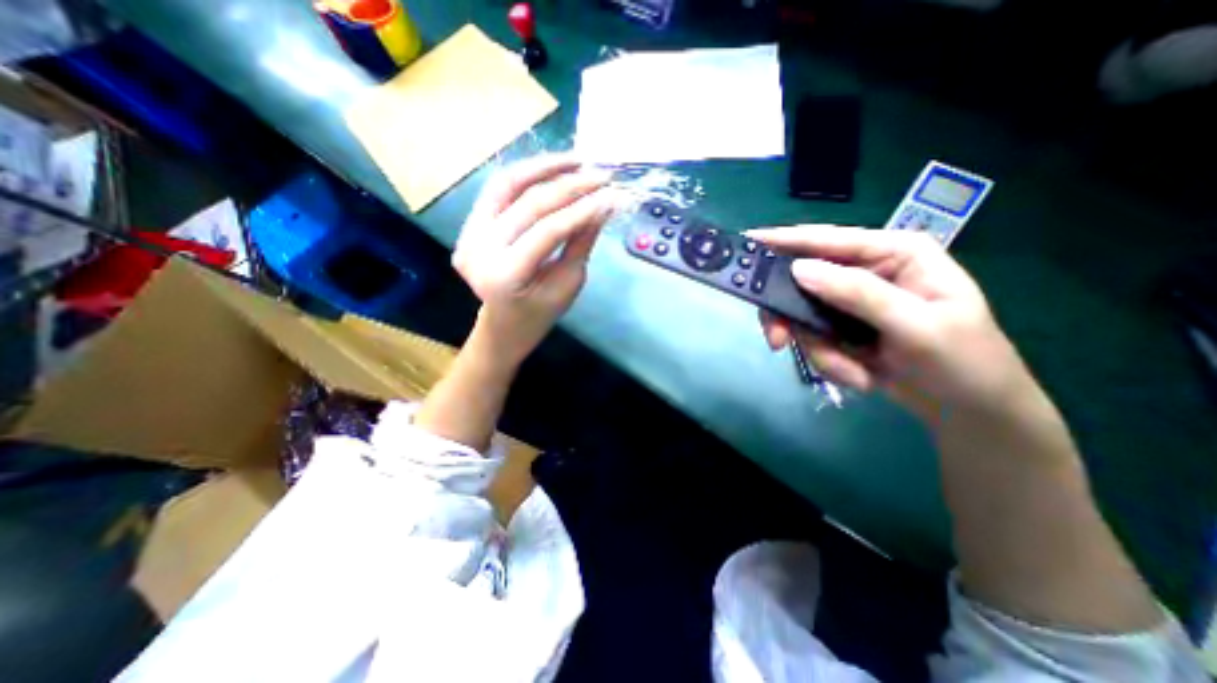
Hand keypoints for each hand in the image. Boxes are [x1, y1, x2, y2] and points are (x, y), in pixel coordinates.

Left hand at [455, 156, 619, 367]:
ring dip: (544, 167)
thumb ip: (581, 242)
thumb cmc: (540, 314)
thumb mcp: (568, 284)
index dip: (582, 209)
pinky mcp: (468, 225)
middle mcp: (479, 250)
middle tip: (602, 175)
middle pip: (529, 204)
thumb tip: (604, 204)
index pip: (548, 230)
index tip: (611, 194)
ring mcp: (468, 234)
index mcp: (505, 276)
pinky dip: (525, 174)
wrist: (503, 325)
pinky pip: (498, 189)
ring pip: (507, 185)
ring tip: (577, 160)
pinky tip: (551, 168)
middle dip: (570, 185)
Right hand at [753, 228, 1036, 420]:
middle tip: (777, 341)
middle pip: (804, 281)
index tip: (749, 241)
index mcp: (894, 254)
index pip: (830, 240)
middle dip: (791, 316)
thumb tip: (799, 270)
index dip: (786, 240)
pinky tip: (860, 376)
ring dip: (820, 350)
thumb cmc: (962, 361)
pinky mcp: (840, 329)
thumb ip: (857, 294)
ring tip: (851, 372)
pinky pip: (812, 339)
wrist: (968, 411)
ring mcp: (849, 303)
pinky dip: (829, 361)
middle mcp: (866, 272)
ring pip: (803, 317)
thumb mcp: (916, 326)